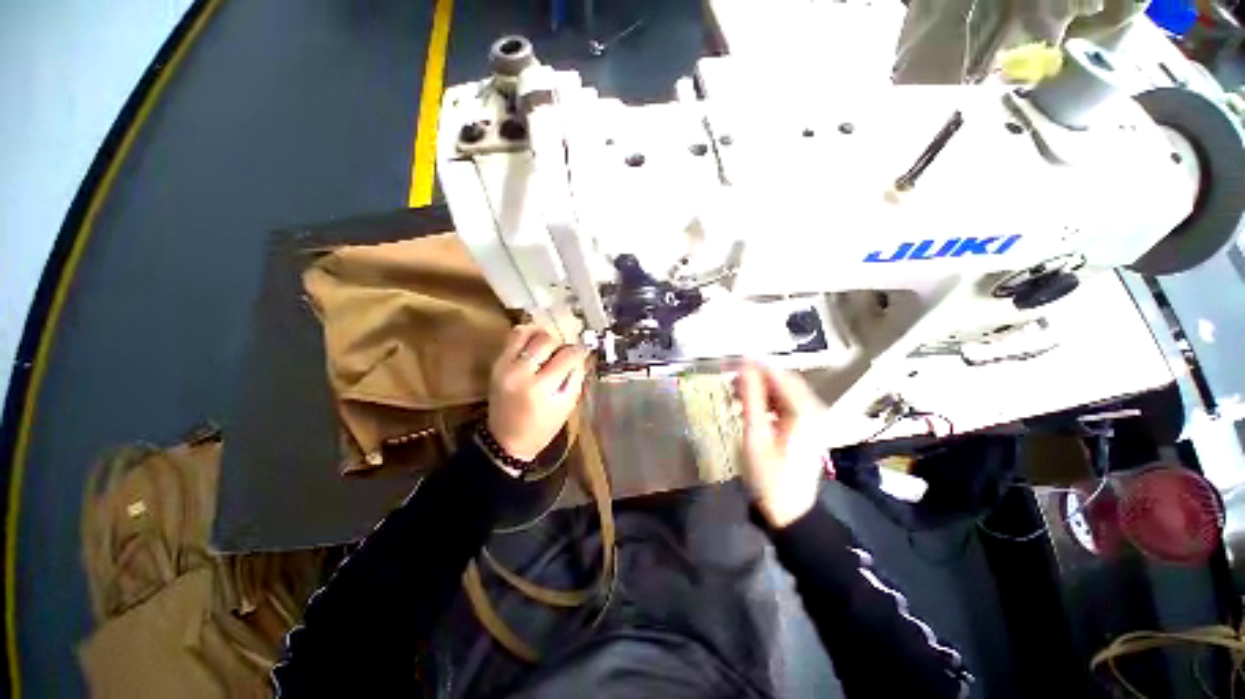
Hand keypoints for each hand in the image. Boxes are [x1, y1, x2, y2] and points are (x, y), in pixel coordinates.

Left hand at [487, 325, 589, 461]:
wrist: (506, 441)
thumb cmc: (542, 427)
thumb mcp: (567, 405)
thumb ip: (576, 376)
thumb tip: (582, 353)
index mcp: (540, 388)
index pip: (566, 356)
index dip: (579, 351)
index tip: (584, 351)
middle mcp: (520, 372)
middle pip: (547, 340)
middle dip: (561, 344)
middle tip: (565, 353)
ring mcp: (505, 366)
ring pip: (527, 333)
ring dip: (544, 335)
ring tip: (551, 346)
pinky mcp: (497, 364)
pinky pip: (513, 338)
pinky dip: (528, 335)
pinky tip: (537, 342)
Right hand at [735, 362, 827, 527]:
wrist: (790, 512)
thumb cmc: (770, 476)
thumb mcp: (755, 436)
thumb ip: (751, 398)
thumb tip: (744, 367)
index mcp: (805, 410)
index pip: (778, 374)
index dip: (752, 366)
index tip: (728, 362)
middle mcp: (814, 409)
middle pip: (782, 380)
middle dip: (755, 375)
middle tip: (729, 377)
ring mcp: (812, 418)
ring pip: (783, 390)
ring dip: (759, 388)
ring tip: (734, 392)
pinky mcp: (806, 426)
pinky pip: (785, 403)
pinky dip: (766, 400)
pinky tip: (749, 405)